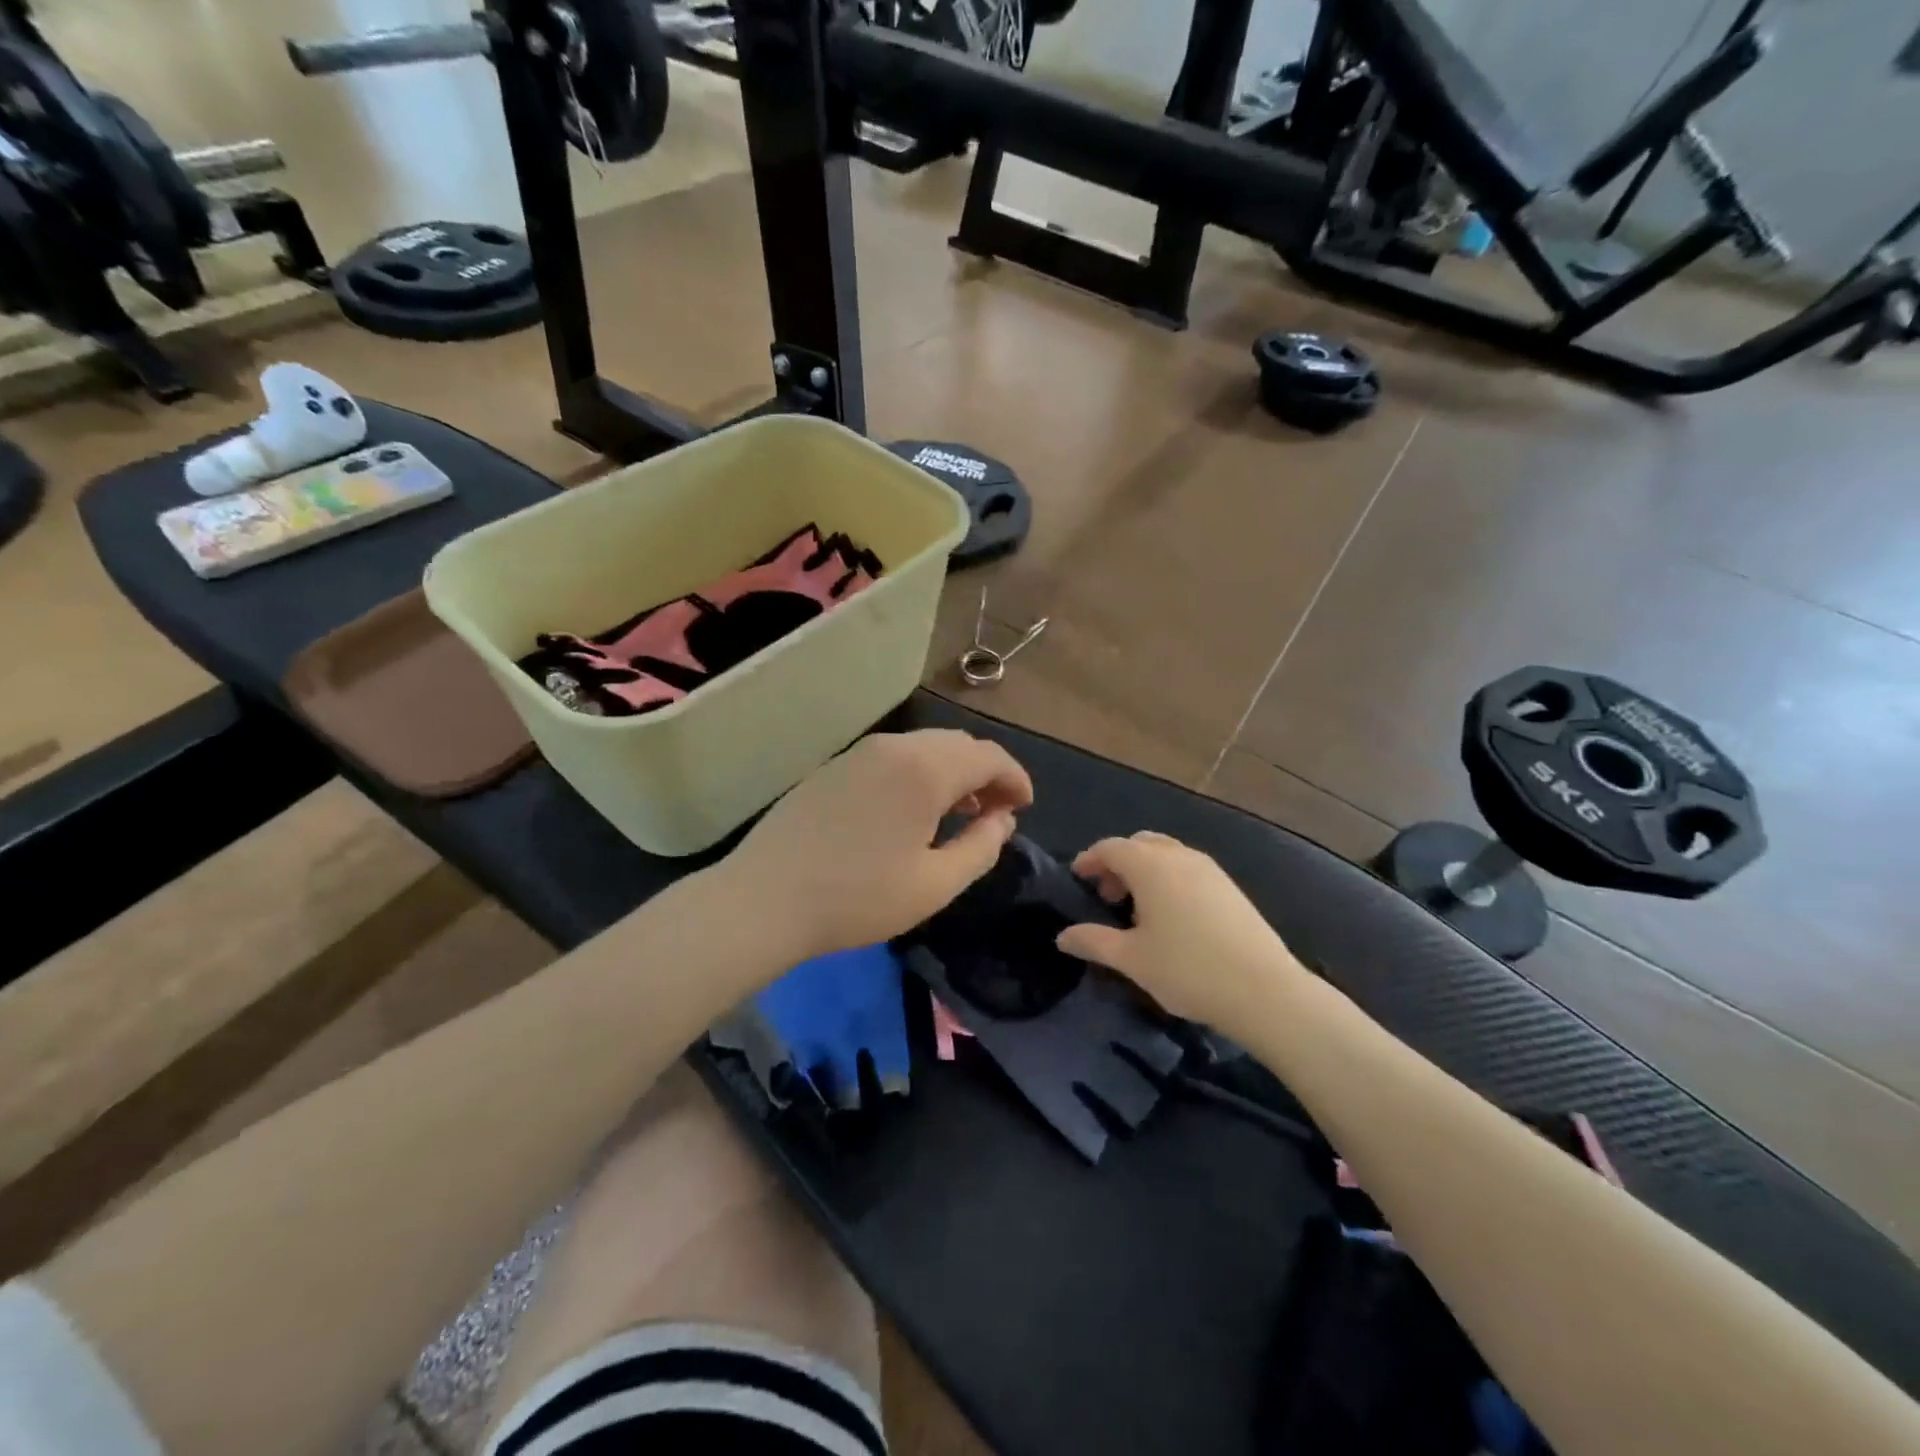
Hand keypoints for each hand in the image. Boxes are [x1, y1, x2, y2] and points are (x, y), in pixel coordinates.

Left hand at [725, 730, 1033, 961]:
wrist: (764, 899)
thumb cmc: (857, 898)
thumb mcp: (934, 884)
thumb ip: (981, 848)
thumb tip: (1003, 820)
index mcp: (925, 769)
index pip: (989, 756)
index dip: (1015, 779)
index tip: (1024, 808)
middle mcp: (895, 746)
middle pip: (958, 745)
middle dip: (986, 773)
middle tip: (995, 814)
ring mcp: (859, 752)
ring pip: (925, 748)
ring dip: (952, 773)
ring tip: (958, 814)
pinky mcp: (835, 766)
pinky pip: (893, 757)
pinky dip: (919, 773)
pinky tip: (912, 811)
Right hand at [1056, 831, 1299, 1027]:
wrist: (1265, 991)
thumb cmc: (1188, 969)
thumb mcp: (1131, 959)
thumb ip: (1093, 941)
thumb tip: (1062, 936)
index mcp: (1150, 865)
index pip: (1110, 848)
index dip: (1089, 860)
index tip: (1077, 879)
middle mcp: (1179, 856)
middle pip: (1139, 844)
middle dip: (1118, 863)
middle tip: (1107, 897)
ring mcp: (1209, 869)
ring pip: (1166, 854)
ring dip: (1144, 871)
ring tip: (1137, 910)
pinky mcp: (1230, 887)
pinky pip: (1187, 869)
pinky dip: (1169, 879)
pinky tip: (1171, 918)